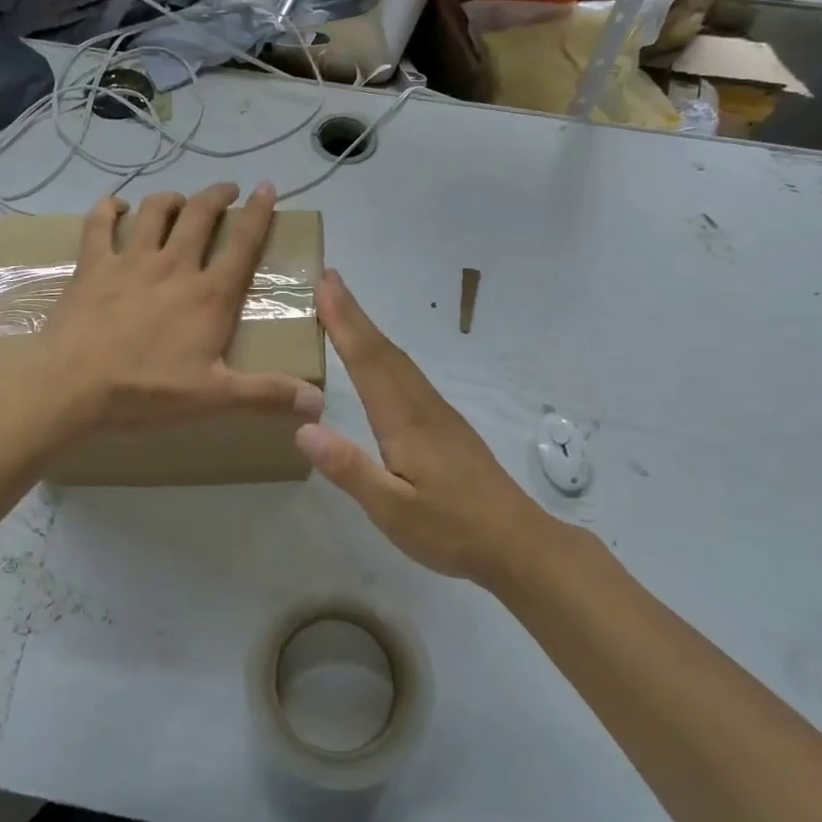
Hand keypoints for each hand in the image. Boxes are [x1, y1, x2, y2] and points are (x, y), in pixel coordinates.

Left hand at [30, 183, 324, 437]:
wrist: (71, 386)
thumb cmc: (147, 391)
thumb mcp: (214, 397)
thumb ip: (267, 394)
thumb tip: (319, 404)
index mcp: (209, 295)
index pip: (243, 244)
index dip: (259, 213)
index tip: (268, 188)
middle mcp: (174, 266)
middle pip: (200, 216)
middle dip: (218, 196)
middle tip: (228, 190)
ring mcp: (130, 261)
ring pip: (156, 211)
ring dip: (172, 199)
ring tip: (181, 200)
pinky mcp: (93, 266)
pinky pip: (100, 224)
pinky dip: (110, 208)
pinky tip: (117, 206)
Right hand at [294, 271, 554, 583]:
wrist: (517, 542)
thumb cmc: (451, 530)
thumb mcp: (393, 511)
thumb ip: (350, 469)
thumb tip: (304, 427)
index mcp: (404, 420)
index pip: (367, 361)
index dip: (343, 322)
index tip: (325, 285)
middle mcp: (421, 405)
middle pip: (382, 350)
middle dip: (353, 313)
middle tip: (329, 279)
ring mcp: (438, 413)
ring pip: (398, 359)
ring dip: (369, 330)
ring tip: (345, 309)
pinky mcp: (447, 424)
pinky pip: (408, 374)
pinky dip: (385, 353)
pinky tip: (381, 361)